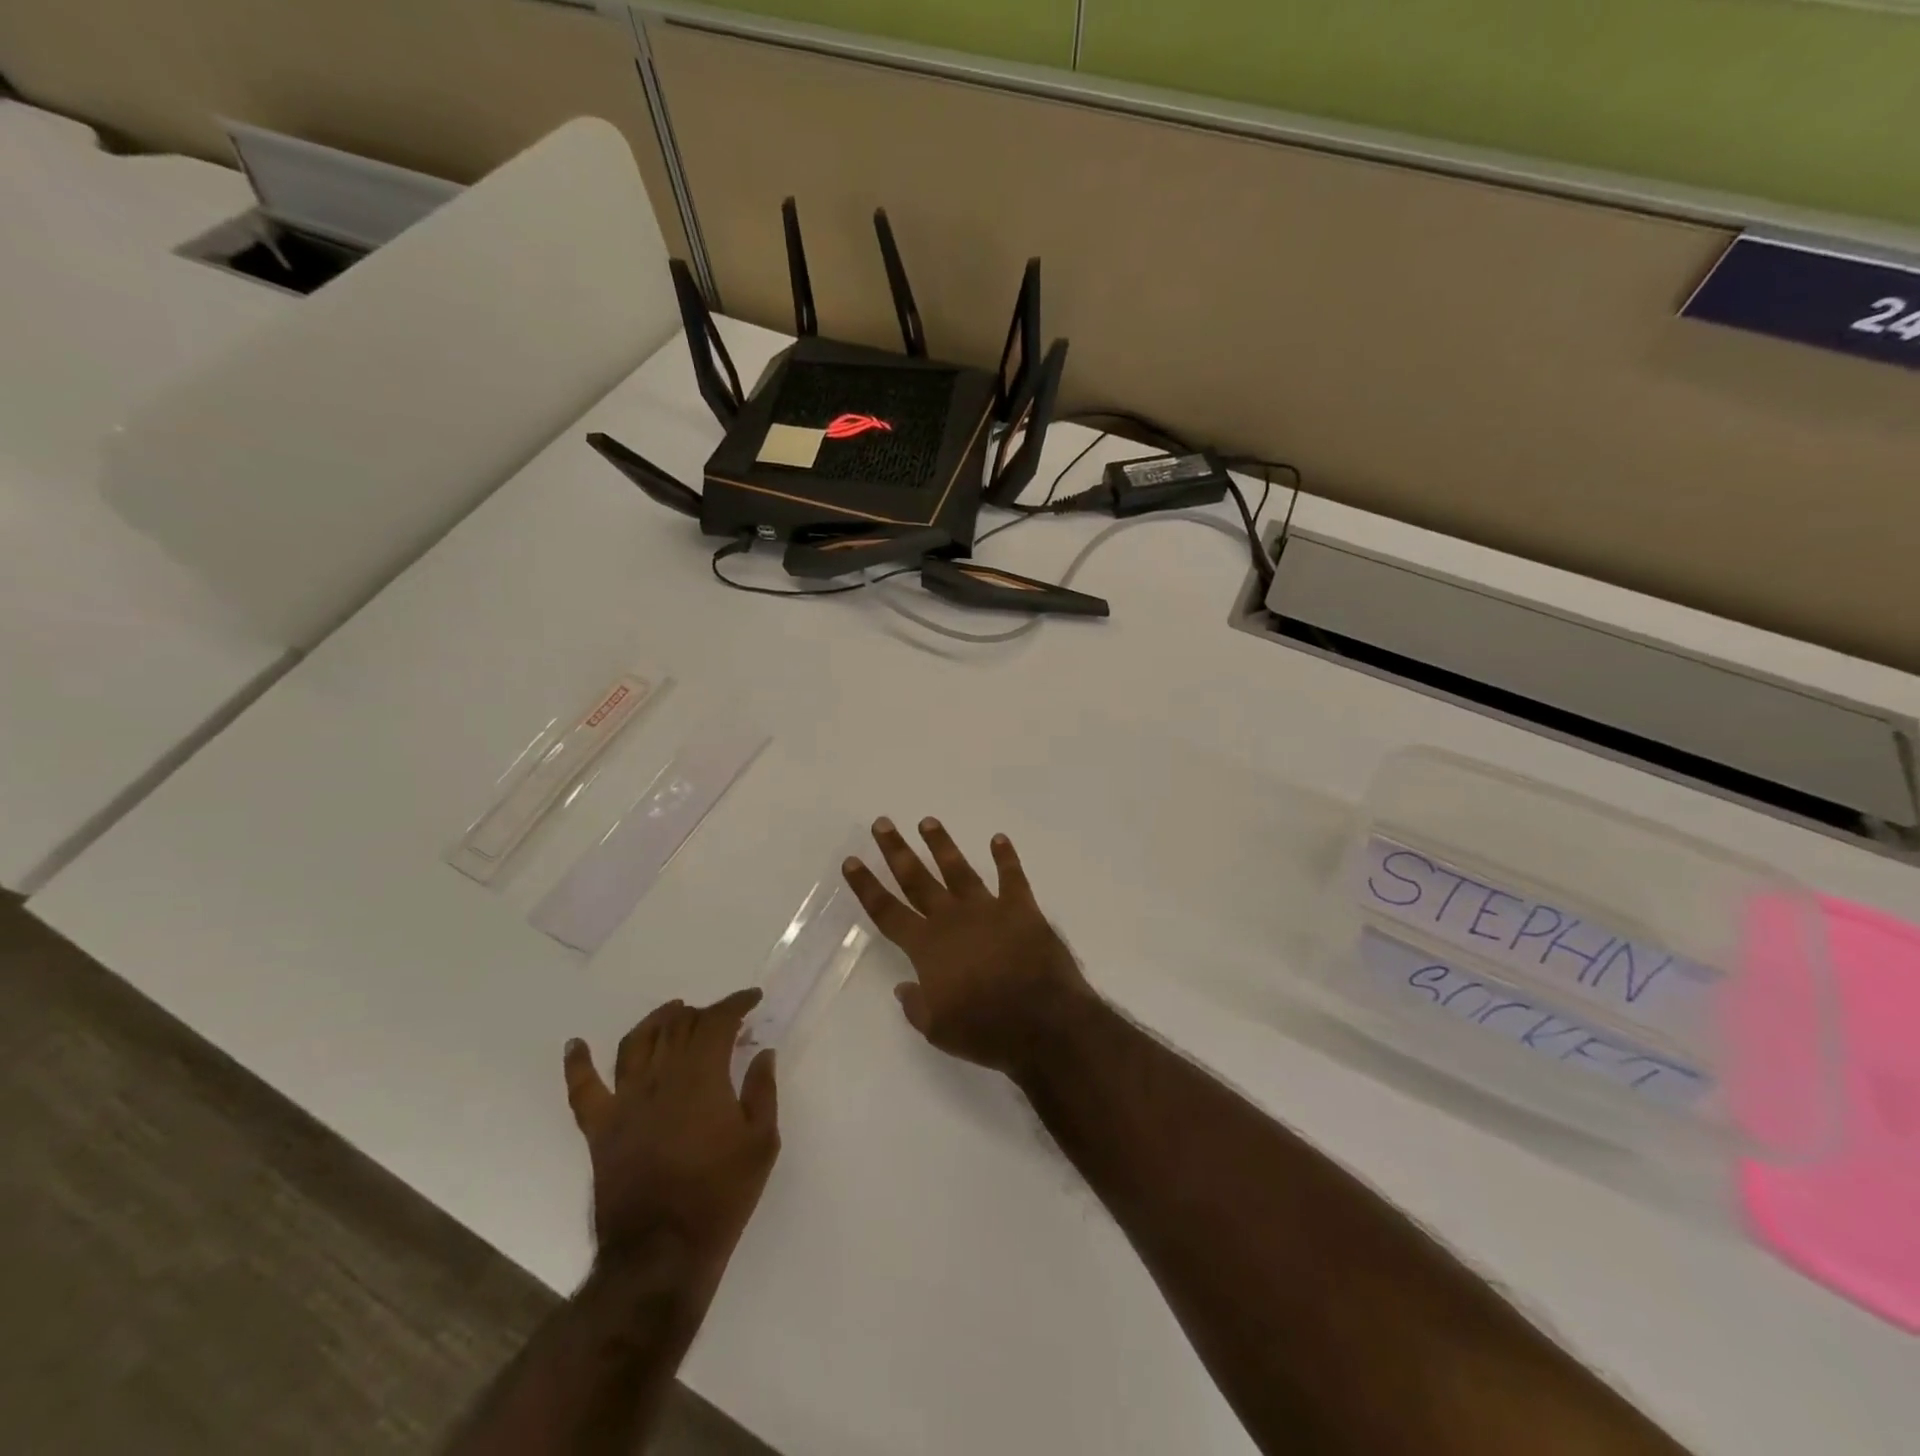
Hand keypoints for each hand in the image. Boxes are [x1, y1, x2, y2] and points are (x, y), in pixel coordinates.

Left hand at [562, 992, 778, 1269]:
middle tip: (722, 1019)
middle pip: (678, 1026)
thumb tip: (762, 1053)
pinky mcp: (599, 1129)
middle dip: (703, 1013)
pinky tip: (576, 1044)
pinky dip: (577, 1064)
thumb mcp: (761, 1143)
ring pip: (636, 1043)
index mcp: (702, 1076)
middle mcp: (660, 1077)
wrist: (662, 1254)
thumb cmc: (720, 1196)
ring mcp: (624, 1101)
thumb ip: (762, 1091)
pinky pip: (582, 1089)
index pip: (717, 1021)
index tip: (753, 999)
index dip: (736, 1003)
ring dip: (656, 1021)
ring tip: (672, 1012)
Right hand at [843, 817, 1096, 1076]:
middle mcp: (952, 919)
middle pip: (917, 879)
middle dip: (897, 851)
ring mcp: (988, 909)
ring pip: (958, 869)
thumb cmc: (986, 1031)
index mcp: (927, 947)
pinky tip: (999, 839)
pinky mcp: (1022, 909)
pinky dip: (1006, 857)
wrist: (1043, 1023)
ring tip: (928, 821)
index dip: (867, 886)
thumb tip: (904, 986)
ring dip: (941, 845)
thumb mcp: (938, 1030)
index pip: (887, 911)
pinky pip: (1012, 877)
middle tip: (882, 824)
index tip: (852, 861)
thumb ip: (916, 1004)